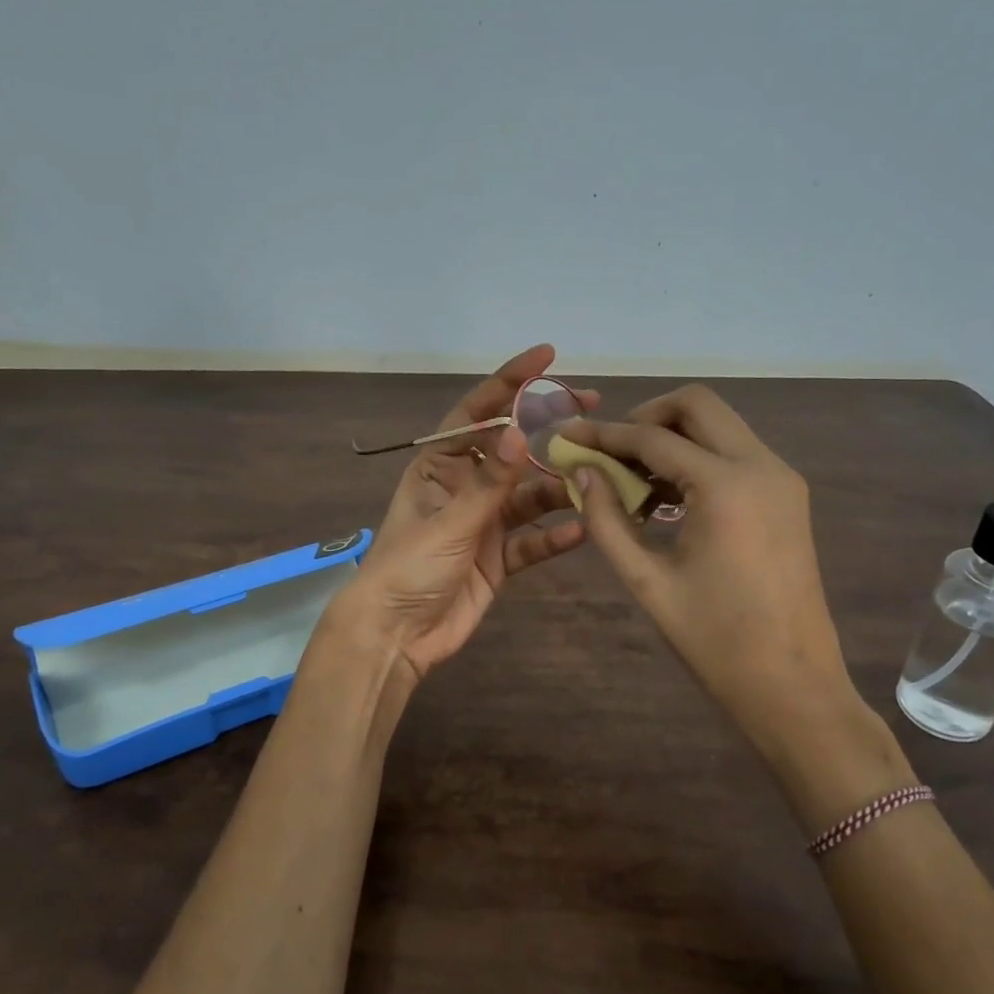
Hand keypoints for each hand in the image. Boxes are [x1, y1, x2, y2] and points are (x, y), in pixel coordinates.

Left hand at [334, 345, 590, 688]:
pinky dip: (555, 537)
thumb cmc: (409, 568)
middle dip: (550, 429)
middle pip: (513, 449)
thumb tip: (521, 429)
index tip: (547, 357)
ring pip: (530, 496)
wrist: (394, 635)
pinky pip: (533, 542)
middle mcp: (465, 487)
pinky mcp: (498, 559)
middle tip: (593, 409)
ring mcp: (484, 523)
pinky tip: (583, 530)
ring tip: (599, 475)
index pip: (478, 412)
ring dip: (561, 487)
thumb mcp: (449, 520)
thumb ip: (489, 481)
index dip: (511, 382)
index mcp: (440, 466)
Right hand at [560, 386, 909, 820]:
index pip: (653, 437)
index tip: (567, 436)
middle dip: (646, 417)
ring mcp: (781, 478)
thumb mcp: (647, 580)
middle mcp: (762, 465)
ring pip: (719, 425)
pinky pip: (735, 453)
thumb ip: (607, 519)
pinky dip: (697, 458)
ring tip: (632, 479)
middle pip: (697, 405)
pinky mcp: (787, 495)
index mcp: (727, 485)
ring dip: (673, 437)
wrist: (793, 686)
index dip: (604, 434)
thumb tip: (581, 472)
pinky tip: (666, 497)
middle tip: (610, 451)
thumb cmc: (715, 640)